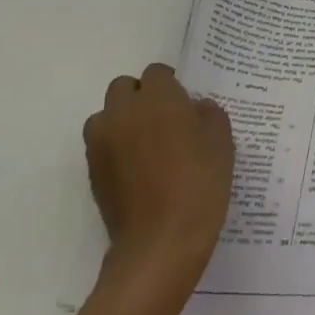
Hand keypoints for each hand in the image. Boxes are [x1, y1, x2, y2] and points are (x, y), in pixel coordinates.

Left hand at [83, 64, 233, 300]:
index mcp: (158, 98)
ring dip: (123, 120)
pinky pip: (102, 144)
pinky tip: (138, 169)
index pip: (157, 73)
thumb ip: (208, 114)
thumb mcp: (222, 141)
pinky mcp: (92, 171)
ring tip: (146, 144)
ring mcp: (102, 142)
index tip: (185, 104)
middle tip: (165, 120)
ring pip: (107, 115)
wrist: (161, 242)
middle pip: (124, 88)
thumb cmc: (199, 183)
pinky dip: (115, 147)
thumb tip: (195, 108)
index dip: (171, 84)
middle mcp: (123, 112)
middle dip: (141, 97)